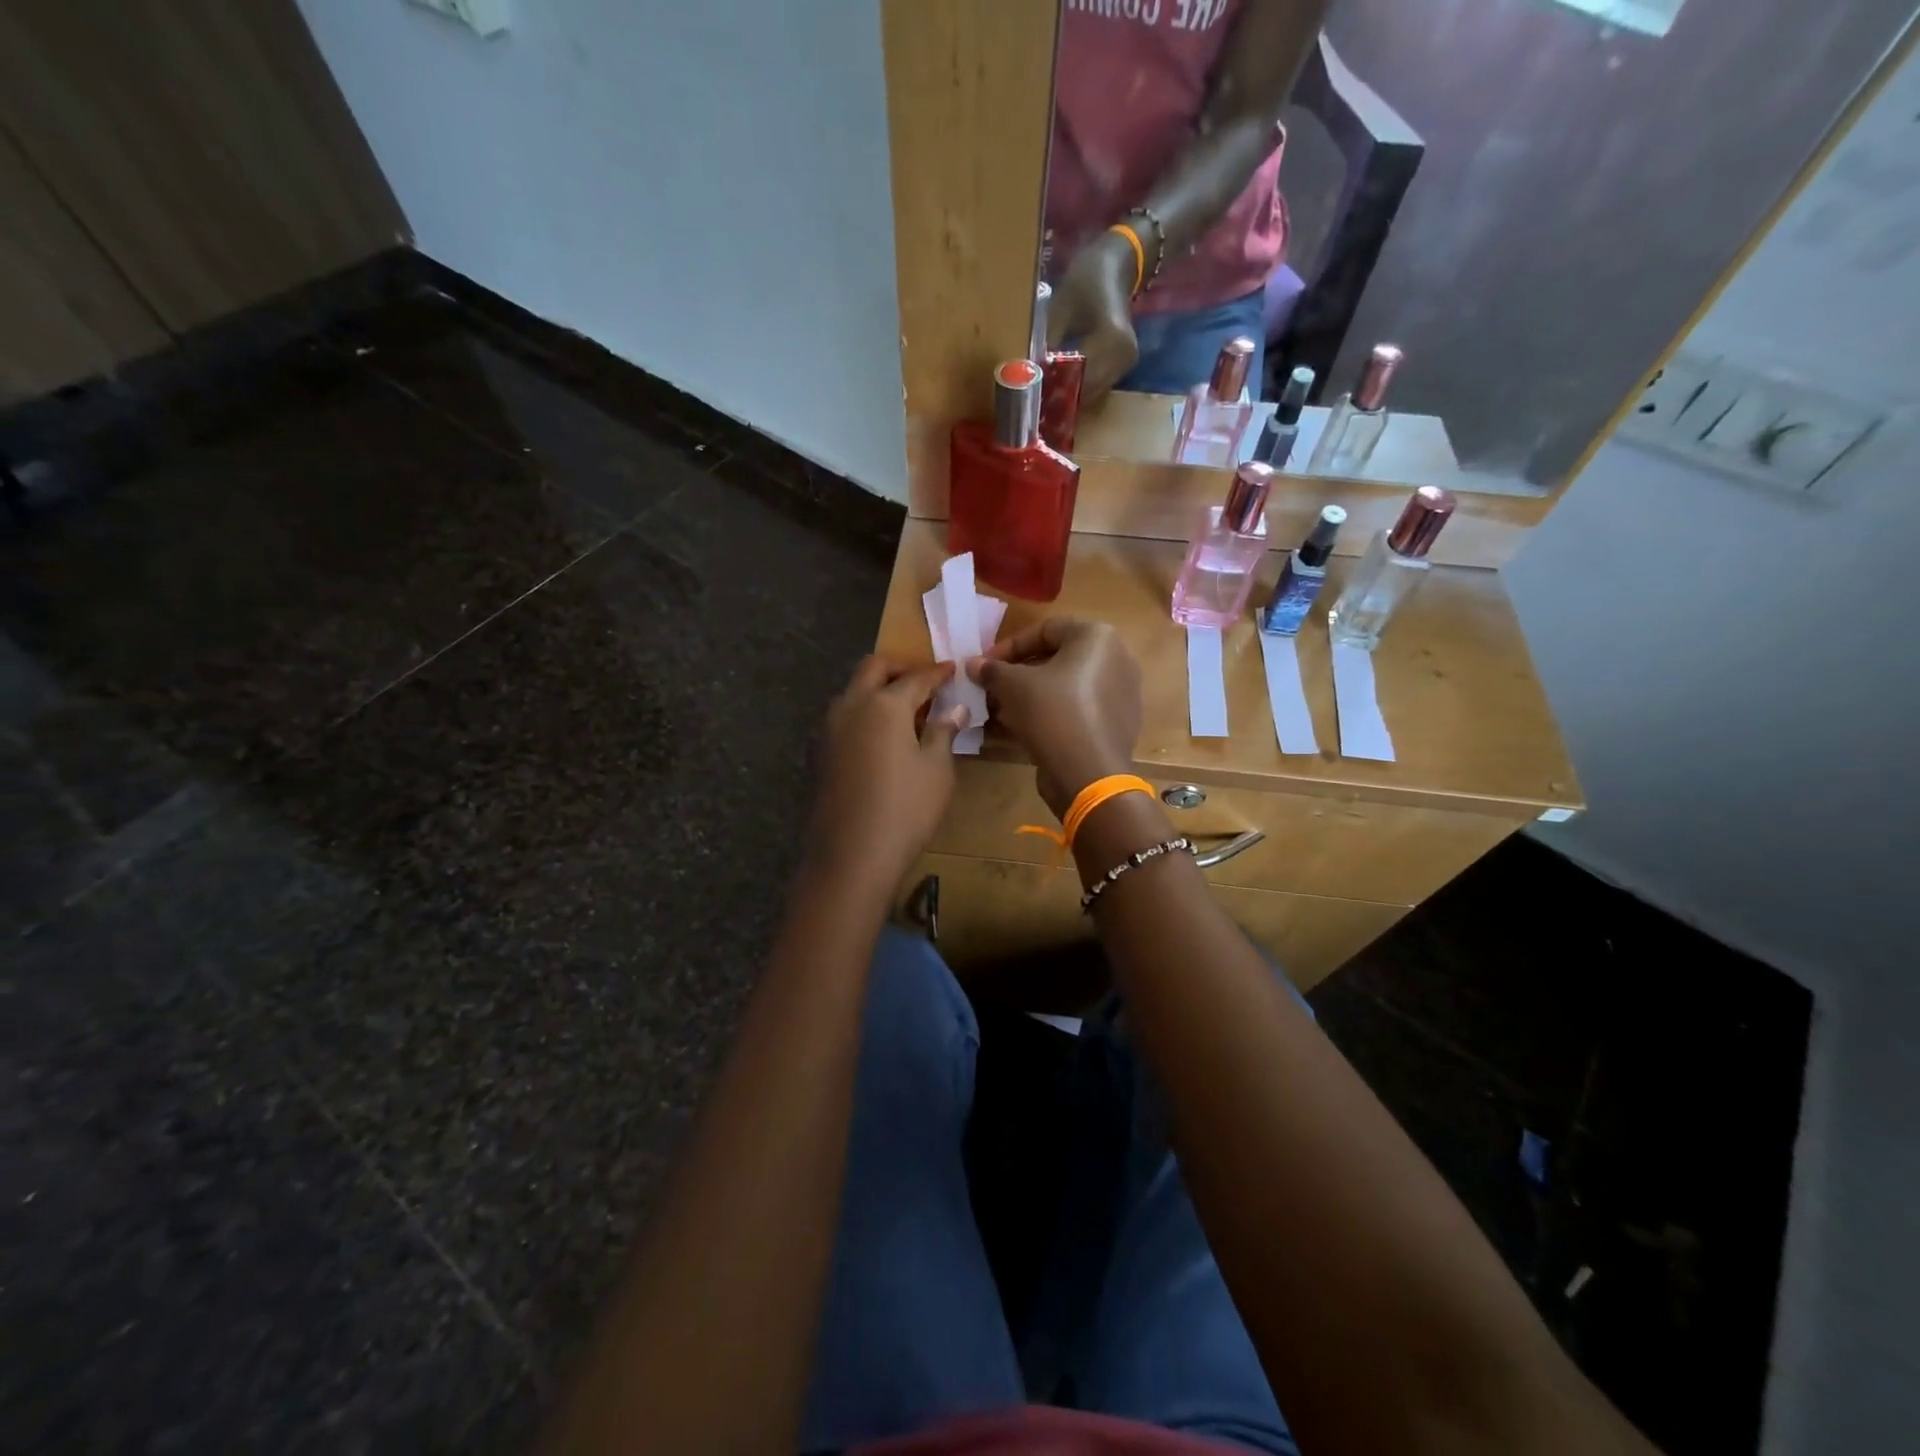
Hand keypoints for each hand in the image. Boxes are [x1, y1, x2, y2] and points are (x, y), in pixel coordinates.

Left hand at [804, 655, 966, 890]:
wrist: (852, 855)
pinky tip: (882, 734)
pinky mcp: (822, 752)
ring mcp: (831, 729)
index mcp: (884, 705)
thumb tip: (955, 710)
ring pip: (853, 690)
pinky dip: (865, 711)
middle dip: (899, 667)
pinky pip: (845, 716)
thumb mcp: (937, 770)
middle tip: (923, 679)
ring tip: (905, 707)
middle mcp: (852, 706)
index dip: (937, 673)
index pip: (916, 678)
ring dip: (878, 688)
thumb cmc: (906, 809)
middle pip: (873, 668)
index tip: (951, 669)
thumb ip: (943, 732)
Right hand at [969, 619, 1142, 818]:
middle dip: (1019, 673)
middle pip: (1057, 658)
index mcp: (1097, 637)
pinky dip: (1052, 712)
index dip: (1008, 647)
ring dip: (1031, 694)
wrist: (1089, 774)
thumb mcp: (1012, 686)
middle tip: (991, 689)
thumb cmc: (1052, 713)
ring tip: (1002, 710)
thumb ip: (991, 670)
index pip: (1044, 630)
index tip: (983, 665)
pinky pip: (1079, 707)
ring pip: (1066, 685)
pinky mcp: (1118, 722)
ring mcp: (1121, 692)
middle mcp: (1117, 658)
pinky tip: (1025, 729)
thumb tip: (973, 664)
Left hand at [1048, 232, 1140, 406]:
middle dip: (1060, 396)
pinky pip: (1096, 387)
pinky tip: (1059, 385)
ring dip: (1068, 396)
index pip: (1079, 377)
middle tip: (1032, 399)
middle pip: (1086, 391)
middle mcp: (1124, 357)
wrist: (1117, 267)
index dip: (1054, 388)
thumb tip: (1031, 375)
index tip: (1030, 393)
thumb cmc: (1087, 281)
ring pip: (1091, 393)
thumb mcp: (1060, 308)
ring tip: (1043, 394)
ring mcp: (1126, 365)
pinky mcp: (1123, 368)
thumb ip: (1048, 344)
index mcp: (1112, 339)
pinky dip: (1077, 388)